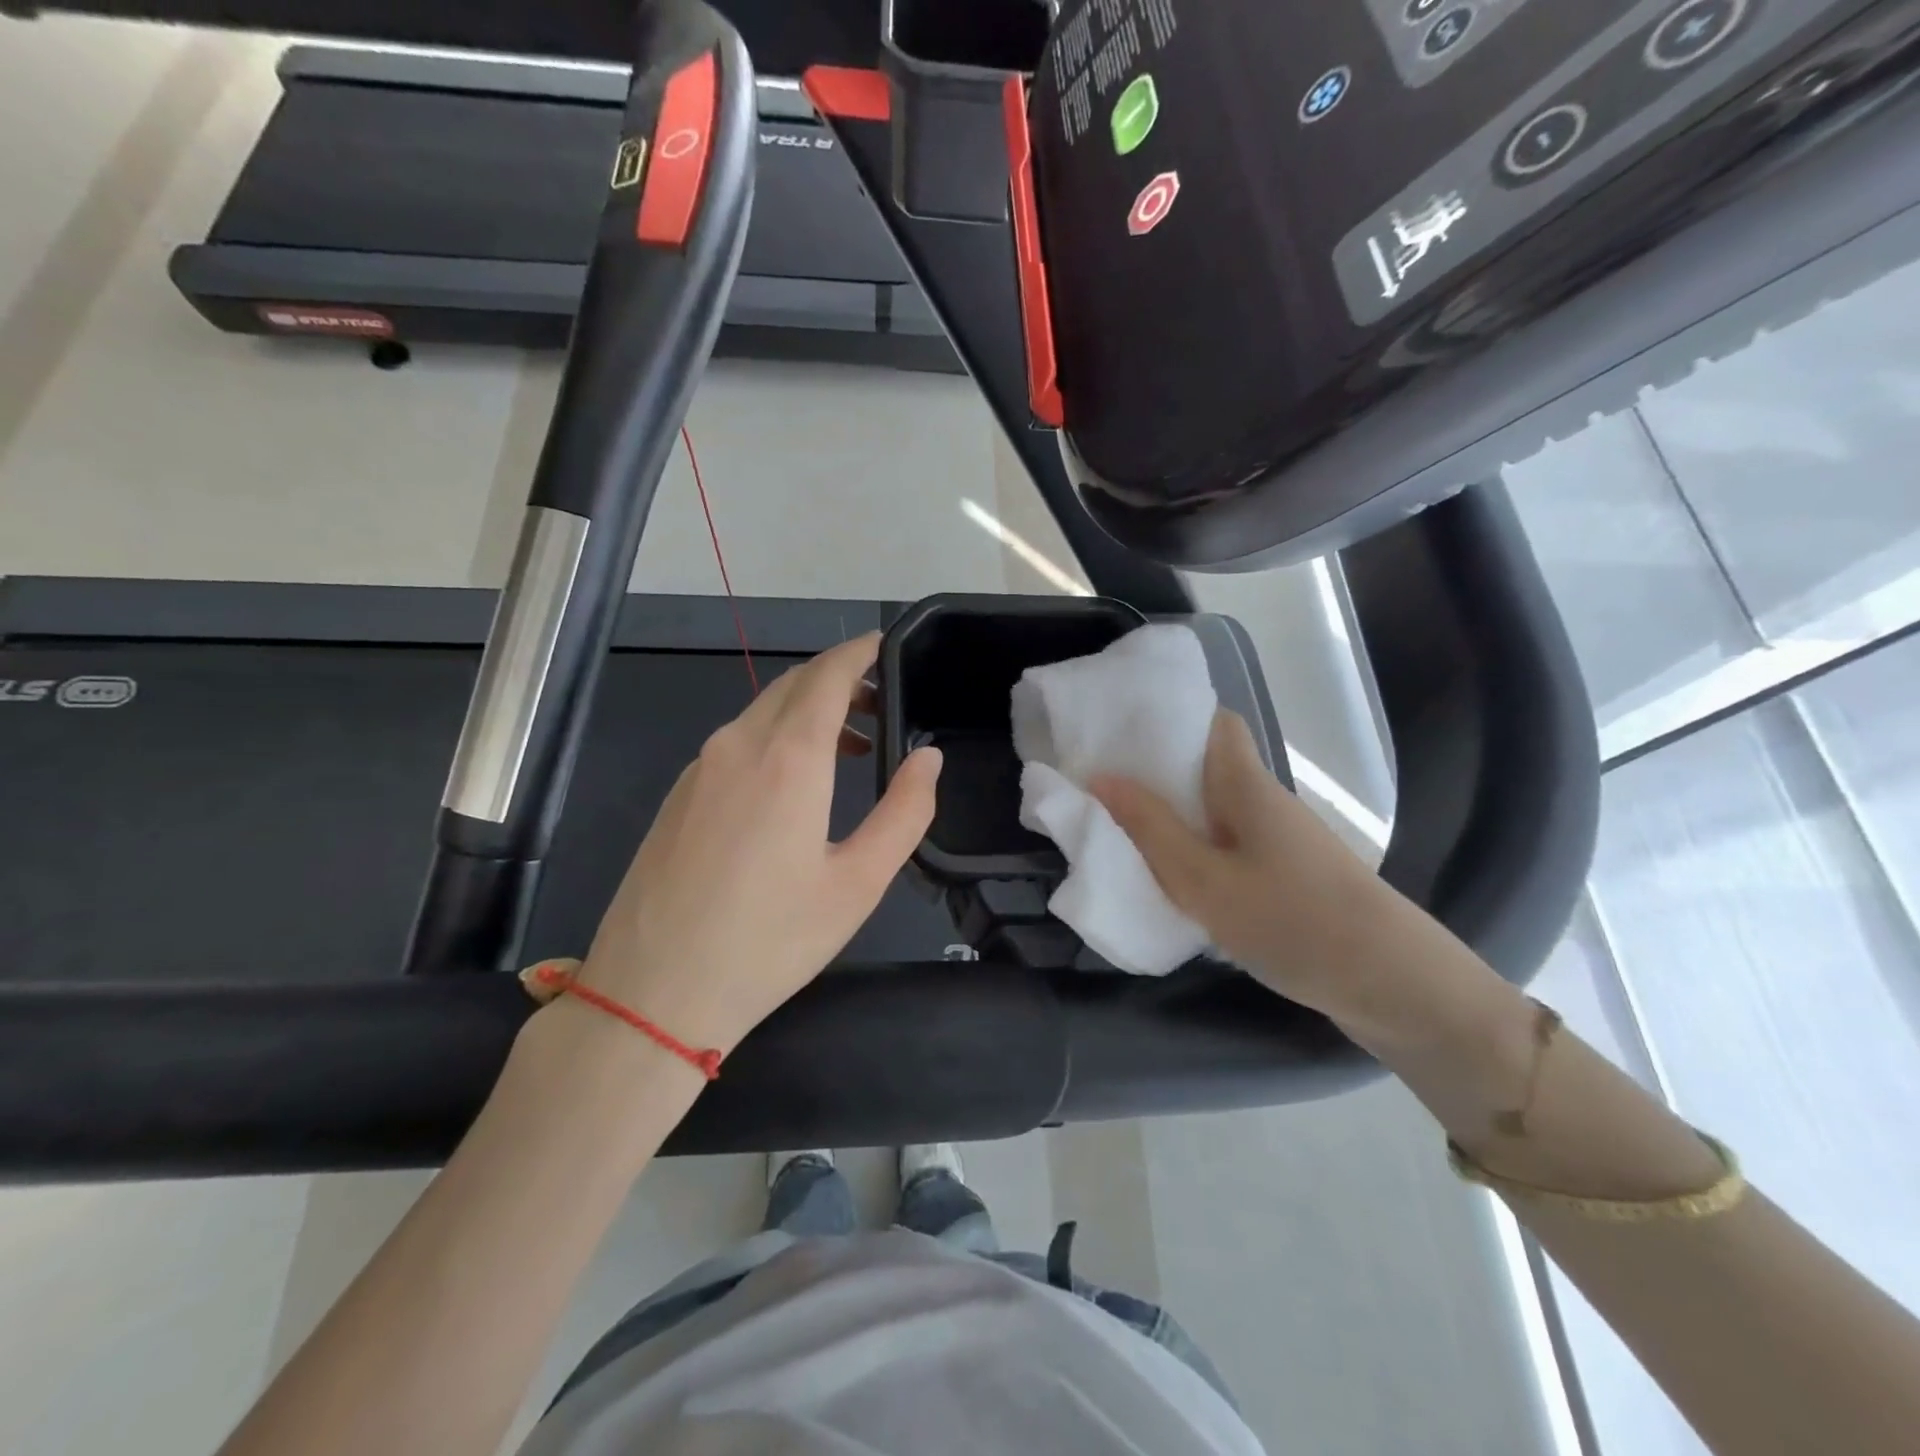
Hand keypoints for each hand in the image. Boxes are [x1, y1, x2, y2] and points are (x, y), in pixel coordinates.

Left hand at [577, 632, 940, 1056]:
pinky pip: (735, 741)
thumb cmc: (769, 941)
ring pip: (761, 711)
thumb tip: (927, 758)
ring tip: (847, 747)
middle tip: (878, 702)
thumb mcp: (858, 884)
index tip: (885, 644)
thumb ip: (904, 812)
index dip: (859, 652)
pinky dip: (774, 736)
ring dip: (807, 710)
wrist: (653, 994)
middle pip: (793, 685)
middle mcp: (737, 746)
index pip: (827, 675)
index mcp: (788, 759)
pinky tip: (791, 782)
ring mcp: (699, 768)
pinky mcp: (678, 795)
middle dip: (837, 679)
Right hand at [1091, 709, 1444, 1036]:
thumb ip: (1150, 828)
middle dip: (1156, 771)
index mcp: (1246, 785)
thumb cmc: (1292, 919)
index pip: (1216, 723)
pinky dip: (1196, 849)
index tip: (1122, 731)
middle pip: (1207, 766)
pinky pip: (1229, 844)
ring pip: (1215, 809)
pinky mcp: (1286, 875)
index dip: (1172, 717)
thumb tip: (1100, 776)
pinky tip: (1171, 876)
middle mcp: (1264, 801)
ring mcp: (1279, 840)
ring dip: (1173, 814)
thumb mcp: (1204, 879)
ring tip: (1121, 827)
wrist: (1393, 983)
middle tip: (1102, 784)